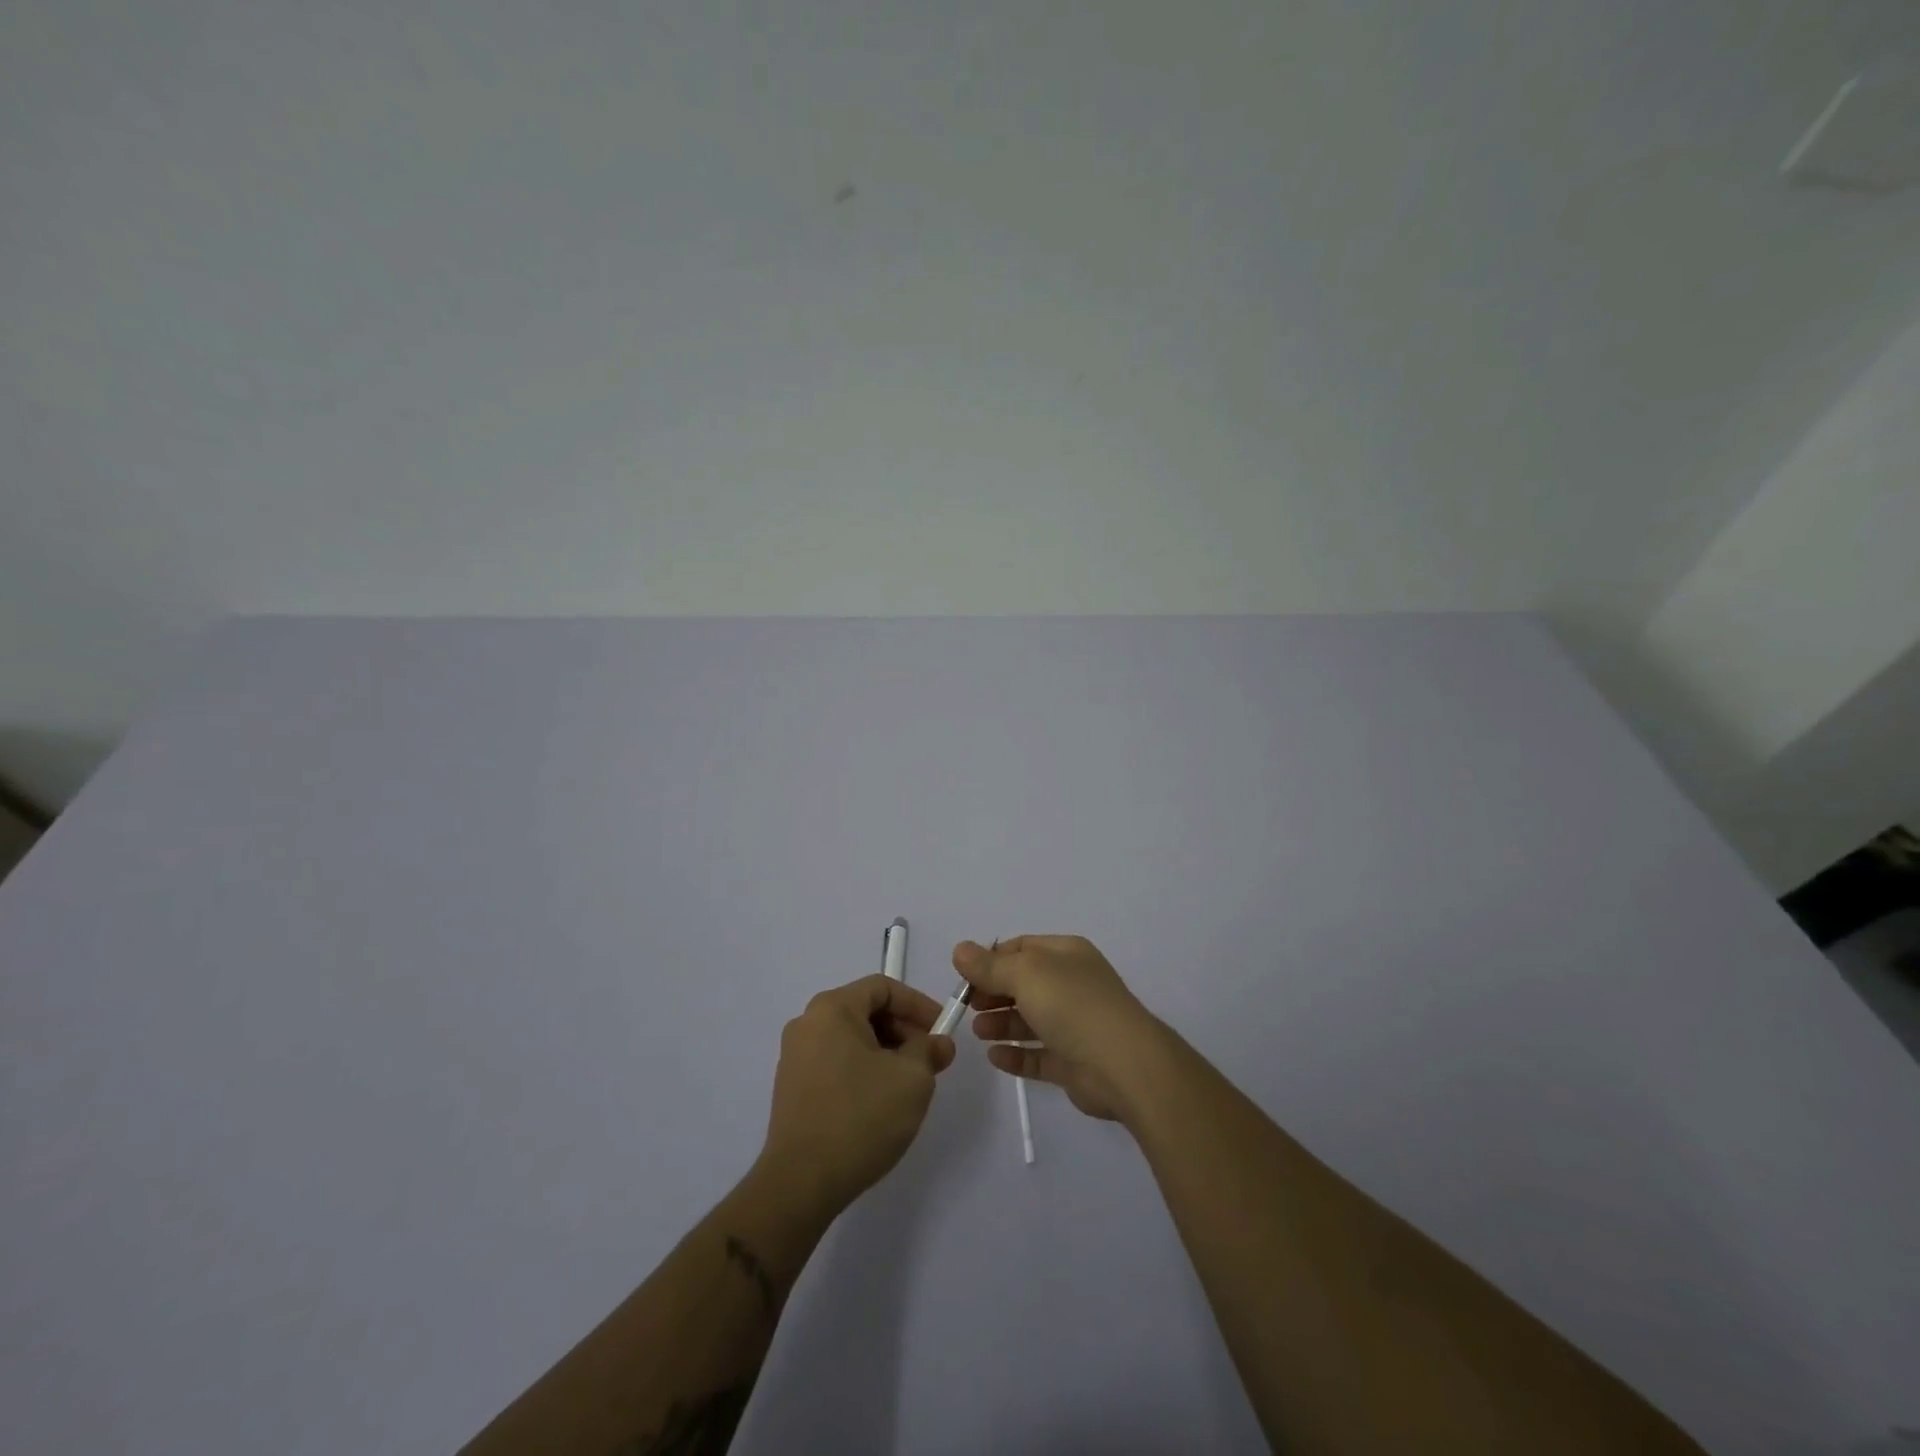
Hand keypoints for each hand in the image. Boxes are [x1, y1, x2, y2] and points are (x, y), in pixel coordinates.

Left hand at [758, 976, 955, 1218]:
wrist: (801, 1183)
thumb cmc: (860, 1117)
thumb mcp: (912, 1078)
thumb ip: (929, 1050)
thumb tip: (938, 1043)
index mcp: (832, 1008)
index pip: (883, 987)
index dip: (918, 1004)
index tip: (942, 1031)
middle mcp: (807, 1023)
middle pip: (866, 1011)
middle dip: (904, 1031)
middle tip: (931, 1060)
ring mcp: (795, 1056)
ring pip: (852, 1039)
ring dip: (886, 1052)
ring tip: (910, 1084)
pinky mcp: (792, 1088)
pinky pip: (836, 1062)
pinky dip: (864, 1070)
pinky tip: (881, 1102)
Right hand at [955, 936, 1170, 1123]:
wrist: (1123, 1065)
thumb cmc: (1073, 1005)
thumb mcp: (1026, 974)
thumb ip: (990, 966)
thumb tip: (960, 950)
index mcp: (1067, 955)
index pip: (1022, 948)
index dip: (991, 960)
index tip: (964, 977)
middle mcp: (1072, 985)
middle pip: (1024, 984)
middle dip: (993, 992)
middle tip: (967, 1006)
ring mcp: (1075, 1025)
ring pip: (1030, 1020)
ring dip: (1001, 1023)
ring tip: (978, 1031)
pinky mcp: (1074, 1063)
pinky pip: (1038, 1055)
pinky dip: (1016, 1055)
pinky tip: (994, 1057)